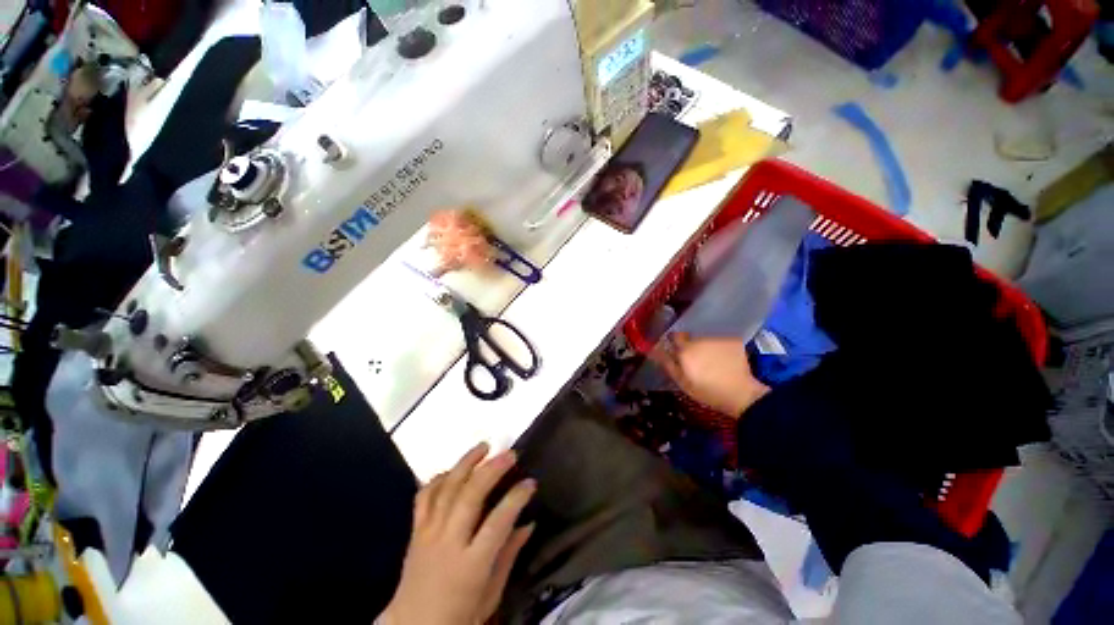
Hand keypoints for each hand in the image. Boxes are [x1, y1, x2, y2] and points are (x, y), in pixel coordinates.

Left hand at [381, 443, 535, 624]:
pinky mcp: (415, 531)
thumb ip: (509, 555)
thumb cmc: (459, 615)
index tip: (530, 482)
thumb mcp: (491, 594)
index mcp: (470, 566)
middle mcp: (447, 544)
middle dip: (492, 470)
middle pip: (469, 497)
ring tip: (484, 447)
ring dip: (466, 463)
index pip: (497, 523)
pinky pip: (424, 496)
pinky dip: (439, 478)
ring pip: (446, 489)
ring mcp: (428, 534)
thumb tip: (529, 522)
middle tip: (510, 454)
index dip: (516, 498)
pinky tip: (453, 468)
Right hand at [652, 333, 769, 416]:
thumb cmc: (707, 392)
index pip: (673, 336)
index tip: (676, 350)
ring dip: (705, 347)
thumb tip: (655, 350)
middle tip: (695, 360)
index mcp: (685, 350)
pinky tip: (724, 360)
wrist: (741, 394)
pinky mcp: (732, 341)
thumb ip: (668, 364)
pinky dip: (720, 348)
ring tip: (712, 362)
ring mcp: (717, 339)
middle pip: (690, 338)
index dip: (673, 342)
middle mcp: (699, 340)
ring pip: (705, 339)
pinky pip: (720, 342)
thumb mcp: (682, 383)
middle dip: (690, 346)